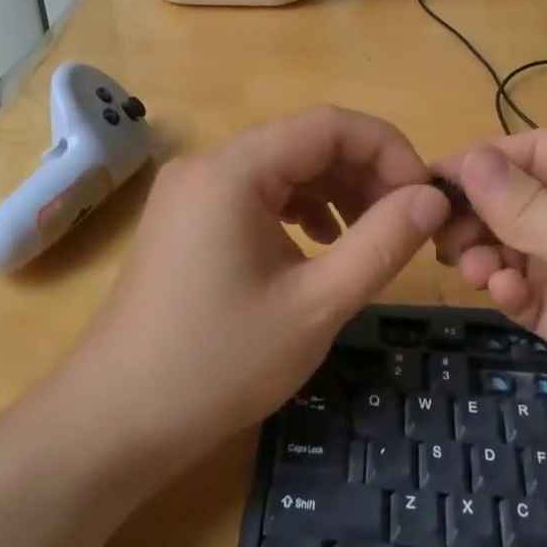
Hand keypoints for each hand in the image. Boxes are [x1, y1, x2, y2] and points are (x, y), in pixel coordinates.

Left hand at [67, 107, 450, 460]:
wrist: (114, 421)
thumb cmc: (218, 364)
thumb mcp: (315, 305)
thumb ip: (381, 243)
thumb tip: (432, 198)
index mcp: (234, 170)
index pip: (330, 125)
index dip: (389, 150)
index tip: (425, 197)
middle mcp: (208, 164)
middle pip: (305, 142)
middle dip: (364, 174)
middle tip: (406, 223)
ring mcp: (191, 191)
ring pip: (282, 167)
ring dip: (335, 191)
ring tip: (370, 236)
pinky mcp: (186, 218)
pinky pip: (256, 193)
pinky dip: (298, 208)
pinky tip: (319, 244)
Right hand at [435, 132, 546, 472]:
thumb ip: (522, 203)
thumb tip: (465, 158)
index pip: (533, 151)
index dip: (480, 163)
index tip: (426, 182)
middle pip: (522, 200)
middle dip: (481, 216)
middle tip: (438, 235)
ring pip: (522, 249)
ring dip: (492, 255)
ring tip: (472, 268)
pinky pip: (536, 293)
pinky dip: (513, 291)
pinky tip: (503, 295)